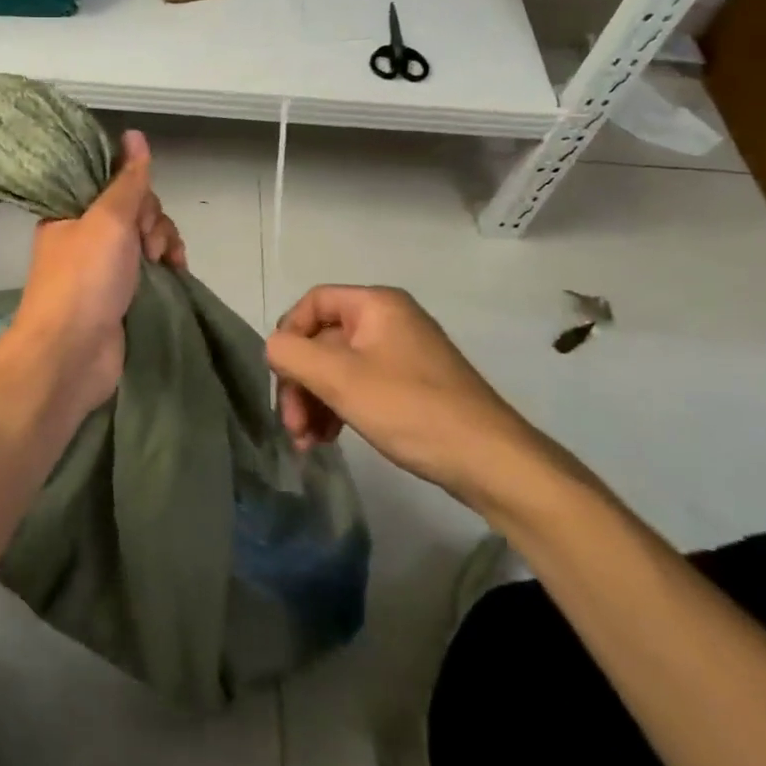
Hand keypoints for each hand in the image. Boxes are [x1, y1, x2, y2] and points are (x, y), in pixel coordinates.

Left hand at [8, 131, 184, 419]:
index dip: (135, 191)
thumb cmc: (85, 278)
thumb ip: (127, 179)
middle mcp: (85, 236)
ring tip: (165, 264)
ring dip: (163, 243)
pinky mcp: (120, 295)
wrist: (72, 353)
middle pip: (135, 210)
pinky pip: (150, 268)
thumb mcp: (108, 219)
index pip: (112, 183)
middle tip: (148, 246)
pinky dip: (166, 267)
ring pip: (146, 238)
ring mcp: (103, 268)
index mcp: (71, 212)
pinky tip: (177, 274)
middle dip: (152, 221)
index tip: (140, 211)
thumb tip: (134, 133)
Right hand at [266, 285, 551, 512]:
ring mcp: (402, 354)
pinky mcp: (411, 387)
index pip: (312, 303)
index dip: (289, 336)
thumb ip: (293, 355)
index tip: (281, 377)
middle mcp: (389, 320)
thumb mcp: (340, 379)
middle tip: (292, 426)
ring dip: (315, 401)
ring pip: (338, 367)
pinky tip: (328, 439)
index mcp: (376, 305)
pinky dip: (338, 408)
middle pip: (322, 339)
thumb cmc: (410, 409)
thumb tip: (274, 348)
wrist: (491, 462)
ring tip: (307, 442)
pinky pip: (359, 386)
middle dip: (300, 381)